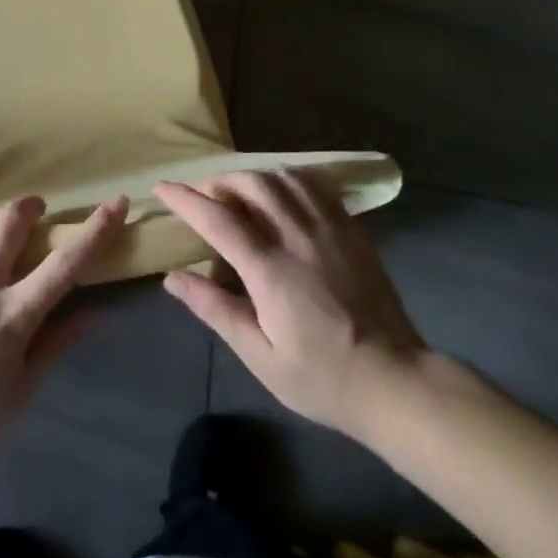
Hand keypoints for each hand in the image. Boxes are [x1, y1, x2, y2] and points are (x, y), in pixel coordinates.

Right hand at [156, 171, 425, 439]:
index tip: (163, 188)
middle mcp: (298, 235)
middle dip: (218, 183)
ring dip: (252, 178)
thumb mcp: (260, 356)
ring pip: (282, 178)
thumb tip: (172, 278)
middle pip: (250, 185)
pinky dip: (287, 181)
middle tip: (203, 198)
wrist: (394, 379)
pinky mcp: (351, 228)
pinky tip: (281, 195)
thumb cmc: (321, 376)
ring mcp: (329, 226)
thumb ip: (215, 310)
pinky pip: (314, 186)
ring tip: (238, 194)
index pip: (217, 219)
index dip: (186, 199)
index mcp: (270, 268)